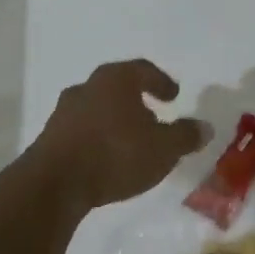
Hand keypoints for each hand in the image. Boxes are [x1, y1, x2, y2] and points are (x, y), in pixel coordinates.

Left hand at [30, 59, 207, 211]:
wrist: (55, 184)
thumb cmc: (116, 154)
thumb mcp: (164, 148)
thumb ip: (185, 136)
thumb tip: (205, 127)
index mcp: (116, 79)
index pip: (143, 70)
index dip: (161, 81)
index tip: (173, 96)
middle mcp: (88, 87)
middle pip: (117, 87)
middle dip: (136, 101)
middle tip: (153, 117)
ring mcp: (64, 112)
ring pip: (97, 109)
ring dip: (115, 120)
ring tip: (130, 141)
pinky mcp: (49, 138)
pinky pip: (81, 131)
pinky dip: (97, 138)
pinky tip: (106, 158)